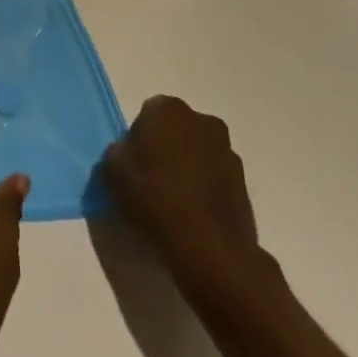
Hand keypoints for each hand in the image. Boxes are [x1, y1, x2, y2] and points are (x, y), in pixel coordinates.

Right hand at [103, 95, 278, 302]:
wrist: (208, 247)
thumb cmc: (153, 198)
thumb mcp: (112, 171)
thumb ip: (118, 152)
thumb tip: (129, 153)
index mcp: (168, 109)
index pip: (147, 114)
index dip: (138, 139)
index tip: (133, 164)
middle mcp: (202, 121)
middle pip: (176, 129)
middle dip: (166, 147)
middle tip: (151, 179)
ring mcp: (228, 151)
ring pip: (198, 152)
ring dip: (188, 167)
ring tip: (174, 201)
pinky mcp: (245, 183)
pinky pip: (216, 177)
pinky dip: (205, 188)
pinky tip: (193, 214)